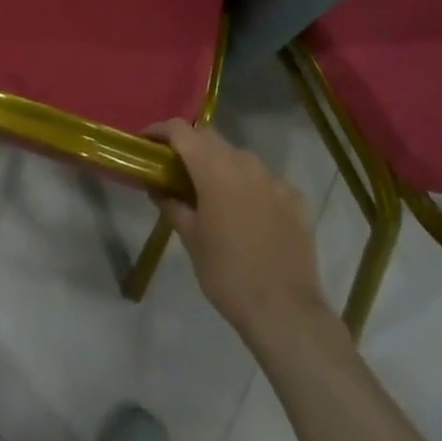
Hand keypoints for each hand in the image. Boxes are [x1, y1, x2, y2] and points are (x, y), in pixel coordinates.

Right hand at [150, 120, 331, 342]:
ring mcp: (274, 178)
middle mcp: (245, 161)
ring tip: (212, 194)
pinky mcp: (295, 198)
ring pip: (239, 158)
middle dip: (190, 147)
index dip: (159, 131)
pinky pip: (265, 181)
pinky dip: (250, 187)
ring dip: (221, 166)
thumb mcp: (191, 239)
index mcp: (214, 167)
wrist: (285, 311)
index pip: (180, 130)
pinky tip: (248, 214)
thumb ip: (172, 205)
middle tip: (175, 168)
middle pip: (210, 138)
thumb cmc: (227, 273)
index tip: (146, 143)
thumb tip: (158, 188)